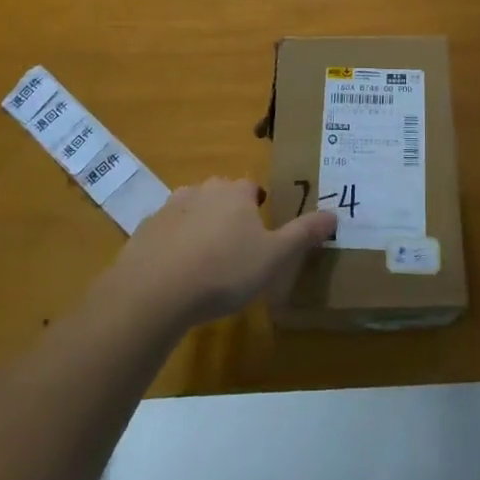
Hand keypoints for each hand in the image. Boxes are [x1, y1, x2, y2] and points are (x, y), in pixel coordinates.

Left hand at [102, 178, 336, 329]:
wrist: (155, 291)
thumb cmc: (224, 270)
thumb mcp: (274, 257)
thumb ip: (304, 234)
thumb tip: (334, 214)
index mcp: (235, 193)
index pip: (252, 187)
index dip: (258, 206)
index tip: (261, 232)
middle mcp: (203, 190)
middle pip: (221, 195)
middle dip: (229, 215)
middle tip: (236, 249)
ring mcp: (170, 208)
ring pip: (192, 210)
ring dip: (199, 227)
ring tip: (205, 262)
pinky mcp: (145, 230)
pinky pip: (166, 233)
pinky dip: (173, 246)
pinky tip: (176, 274)